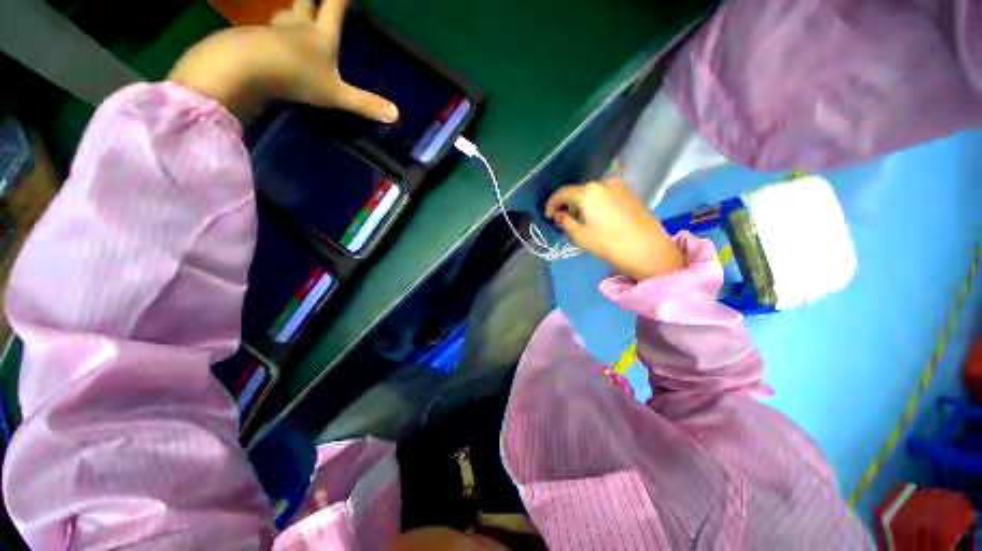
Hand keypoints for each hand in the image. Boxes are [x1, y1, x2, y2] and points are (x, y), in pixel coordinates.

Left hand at [168, 0, 397, 123]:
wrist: (245, 68)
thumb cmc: (296, 76)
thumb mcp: (335, 94)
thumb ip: (364, 103)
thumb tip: (397, 114)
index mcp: (321, 34)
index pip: (335, 7)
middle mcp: (298, 26)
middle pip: (305, 3)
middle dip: (311, 0)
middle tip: (313, 1)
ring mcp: (273, 31)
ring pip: (283, 15)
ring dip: (290, 15)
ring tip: (293, 18)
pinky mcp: (252, 40)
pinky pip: (264, 33)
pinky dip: (269, 34)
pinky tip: (270, 43)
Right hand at [545, 176, 684, 280]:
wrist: (649, 250)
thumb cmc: (609, 243)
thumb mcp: (580, 236)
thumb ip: (565, 222)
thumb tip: (559, 215)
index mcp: (588, 192)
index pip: (563, 193)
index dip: (552, 204)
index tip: (548, 216)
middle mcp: (604, 183)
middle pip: (578, 191)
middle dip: (569, 205)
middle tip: (564, 220)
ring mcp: (620, 186)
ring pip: (593, 193)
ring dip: (583, 204)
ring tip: (581, 220)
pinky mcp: (631, 193)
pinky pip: (606, 195)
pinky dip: (597, 203)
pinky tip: (597, 217)